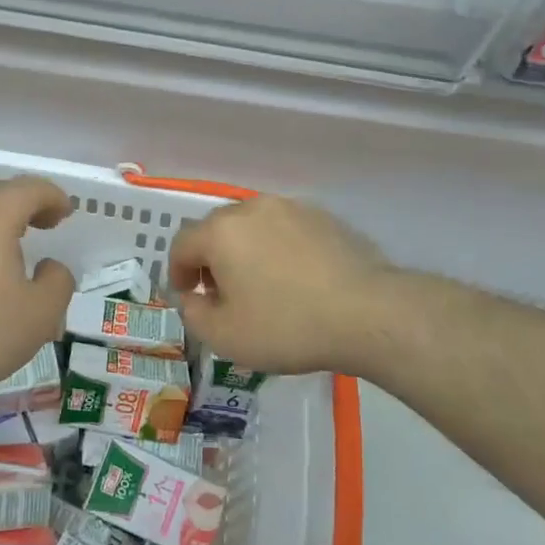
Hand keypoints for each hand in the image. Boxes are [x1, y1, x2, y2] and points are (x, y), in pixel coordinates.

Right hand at [168, 196, 391, 376]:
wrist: (367, 313)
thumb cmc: (286, 326)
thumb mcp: (225, 336)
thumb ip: (193, 314)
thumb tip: (191, 297)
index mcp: (220, 232)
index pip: (182, 244)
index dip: (177, 271)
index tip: (187, 296)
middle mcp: (251, 208)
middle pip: (216, 229)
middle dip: (211, 259)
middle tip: (221, 294)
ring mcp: (290, 208)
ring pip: (252, 226)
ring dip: (245, 251)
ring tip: (260, 285)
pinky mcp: (323, 217)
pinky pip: (285, 230)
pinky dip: (278, 248)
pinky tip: (295, 279)